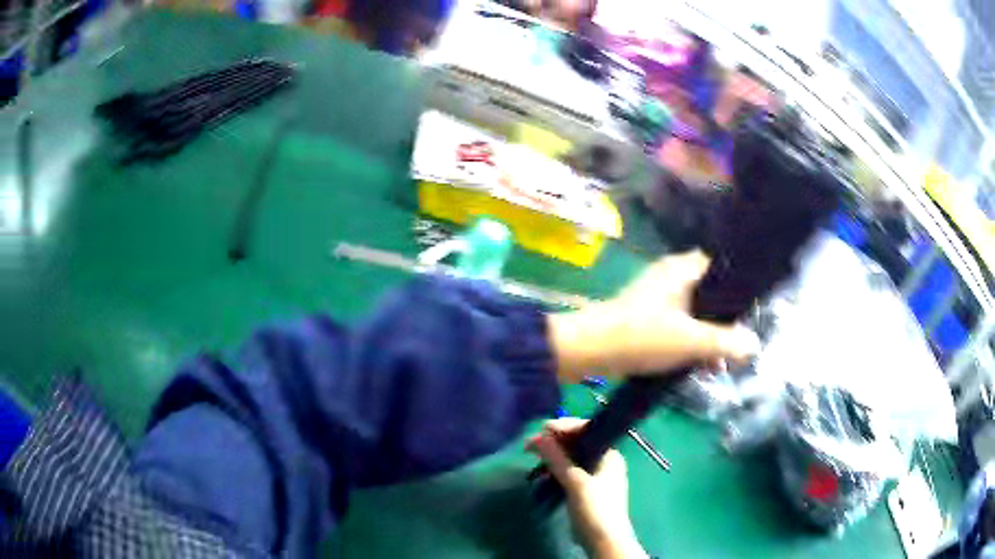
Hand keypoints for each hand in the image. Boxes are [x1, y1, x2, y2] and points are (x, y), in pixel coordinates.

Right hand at [526, 419, 647, 558]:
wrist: (604, 540)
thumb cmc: (595, 508)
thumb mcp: (575, 482)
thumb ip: (557, 459)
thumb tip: (538, 436)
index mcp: (609, 454)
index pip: (586, 430)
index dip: (563, 427)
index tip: (540, 429)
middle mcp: (604, 460)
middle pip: (578, 443)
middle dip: (554, 441)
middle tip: (530, 443)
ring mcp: (596, 475)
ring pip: (572, 457)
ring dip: (553, 455)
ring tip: (532, 454)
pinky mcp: (586, 488)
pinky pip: (569, 471)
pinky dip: (556, 469)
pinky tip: (542, 471)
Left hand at [548, 250, 759, 380]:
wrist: (588, 350)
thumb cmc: (641, 337)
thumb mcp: (690, 341)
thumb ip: (725, 342)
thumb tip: (754, 345)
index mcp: (682, 269)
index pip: (722, 266)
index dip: (740, 287)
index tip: (754, 312)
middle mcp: (671, 275)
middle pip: (711, 293)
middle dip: (726, 321)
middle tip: (738, 346)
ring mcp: (658, 296)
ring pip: (696, 312)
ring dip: (708, 336)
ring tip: (720, 364)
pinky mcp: (648, 316)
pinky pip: (679, 324)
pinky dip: (691, 341)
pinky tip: (701, 365)